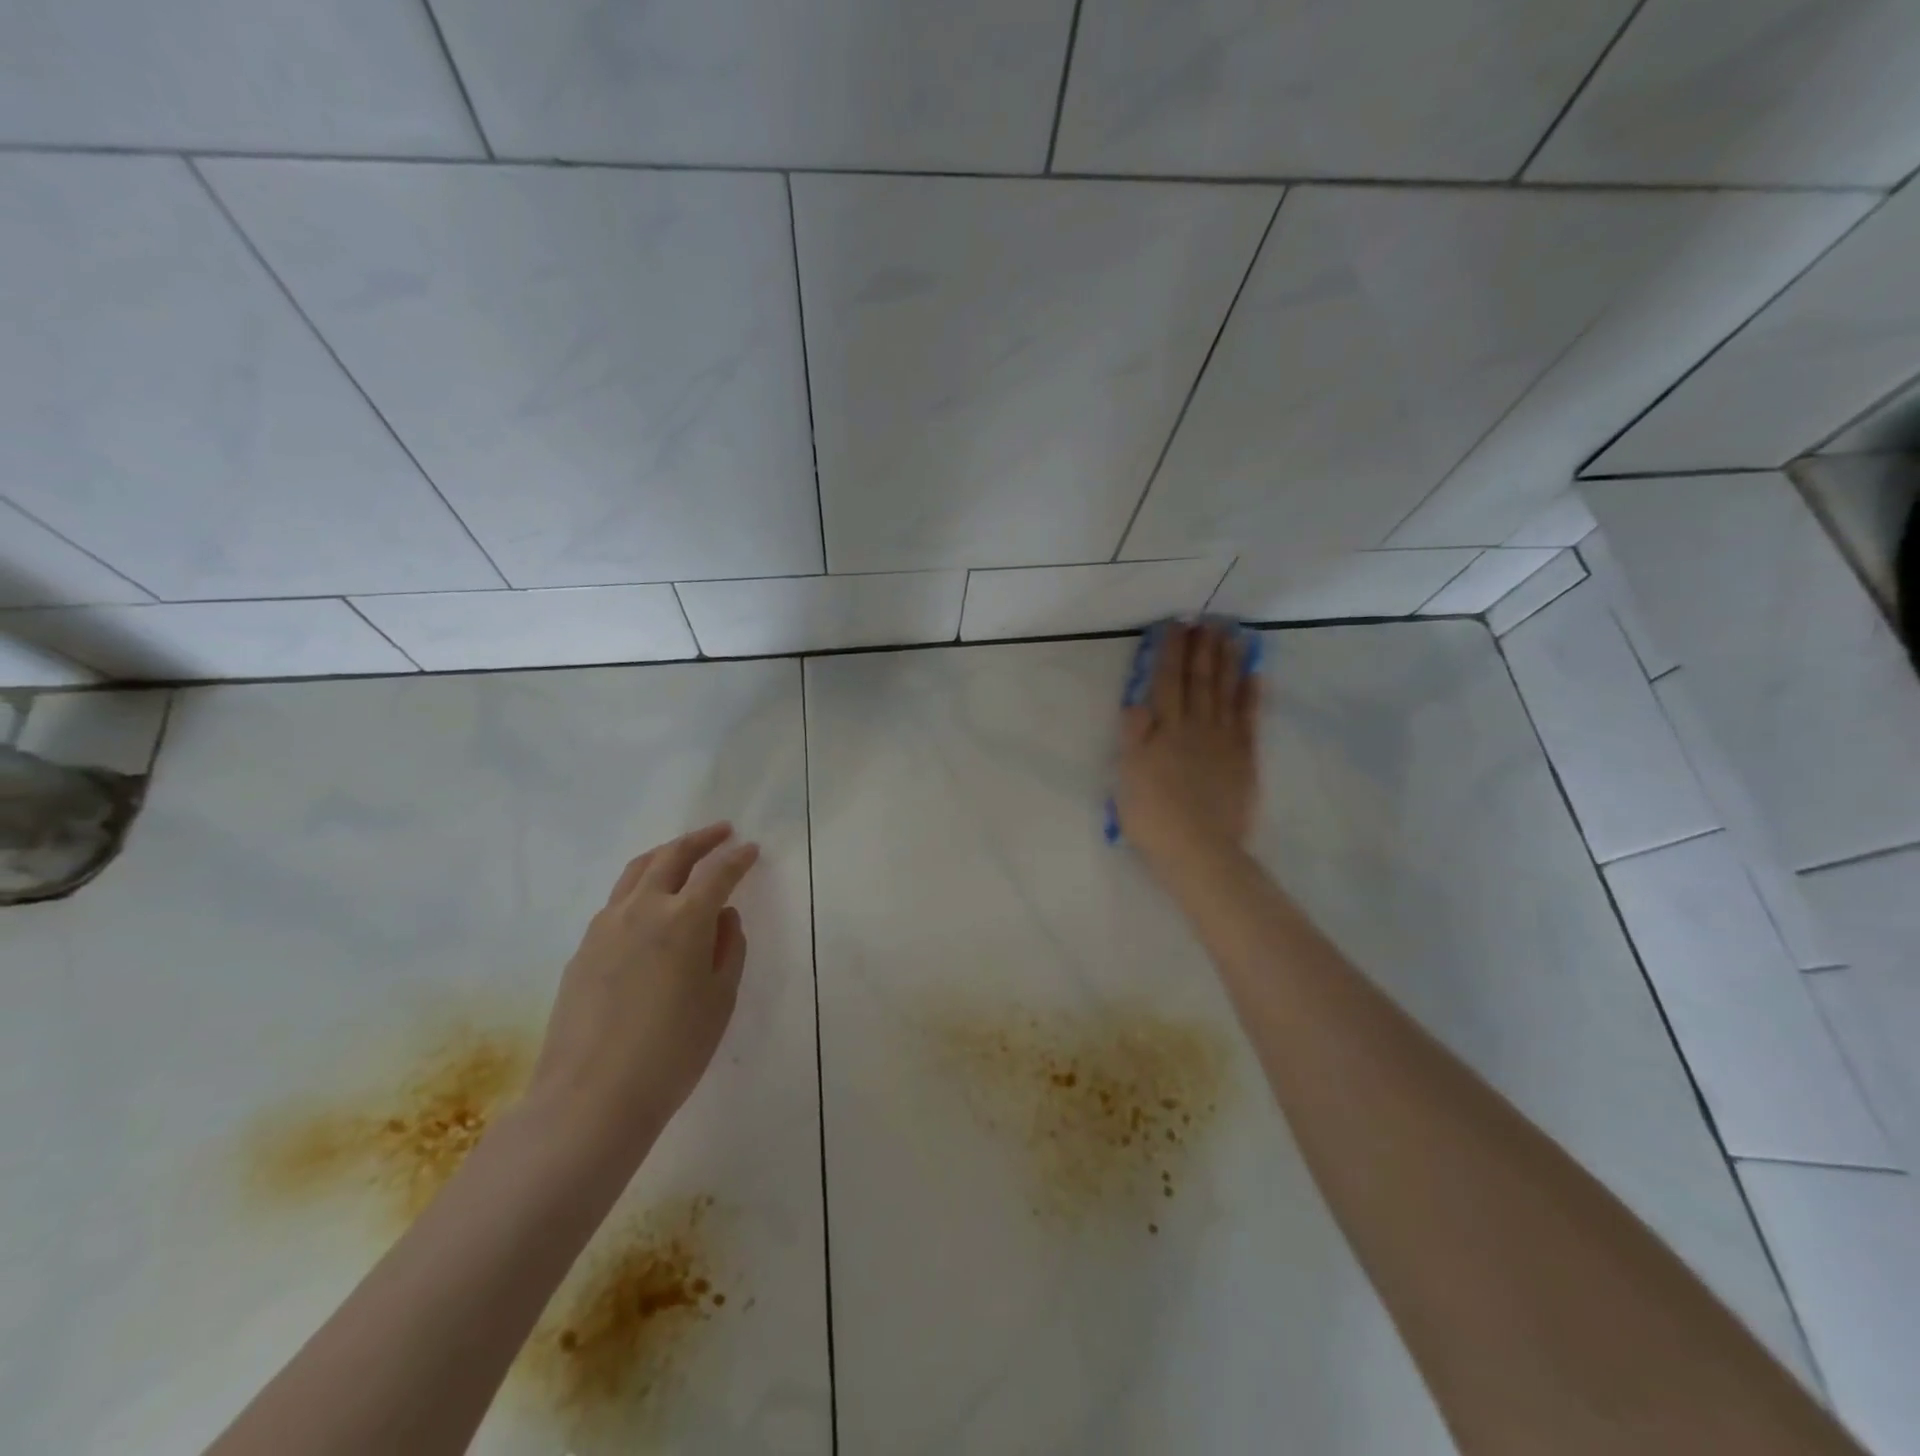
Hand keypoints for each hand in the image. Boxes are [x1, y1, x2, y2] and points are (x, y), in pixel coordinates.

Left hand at [529, 823, 760, 1157]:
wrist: (591, 1098)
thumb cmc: (672, 1051)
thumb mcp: (719, 999)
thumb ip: (729, 948)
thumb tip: (724, 916)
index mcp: (683, 919)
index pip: (717, 873)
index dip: (738, 858)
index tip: (751, 849)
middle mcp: (642, 909)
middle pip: (672, 856)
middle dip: (700, 840)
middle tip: (721, 832)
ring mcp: (605, 926)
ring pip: (637, 871)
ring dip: (666, 854)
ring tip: (683, 853)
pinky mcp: (583, 948)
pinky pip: (616, 901)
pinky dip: (641, 886)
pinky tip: (650, 904)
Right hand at [1116, 621, 1260, 871]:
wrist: (1199, 850)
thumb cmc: (1152, 816)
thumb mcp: (1127, 777)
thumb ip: (1134, 738)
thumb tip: (1137, 703)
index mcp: (1163, 730)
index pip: (1166, 682)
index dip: (1170, 652)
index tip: (1176, 626)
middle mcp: (1195, 726)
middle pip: (1199, 680)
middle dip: (1201, 649)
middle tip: (1207, 621)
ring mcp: (1224, 740)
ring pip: (1226, 692)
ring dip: (1228, 661)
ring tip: (1231, 635)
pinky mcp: (1244, 757)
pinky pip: (1249, 718)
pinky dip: (1252, 694)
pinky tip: (1254, 674)